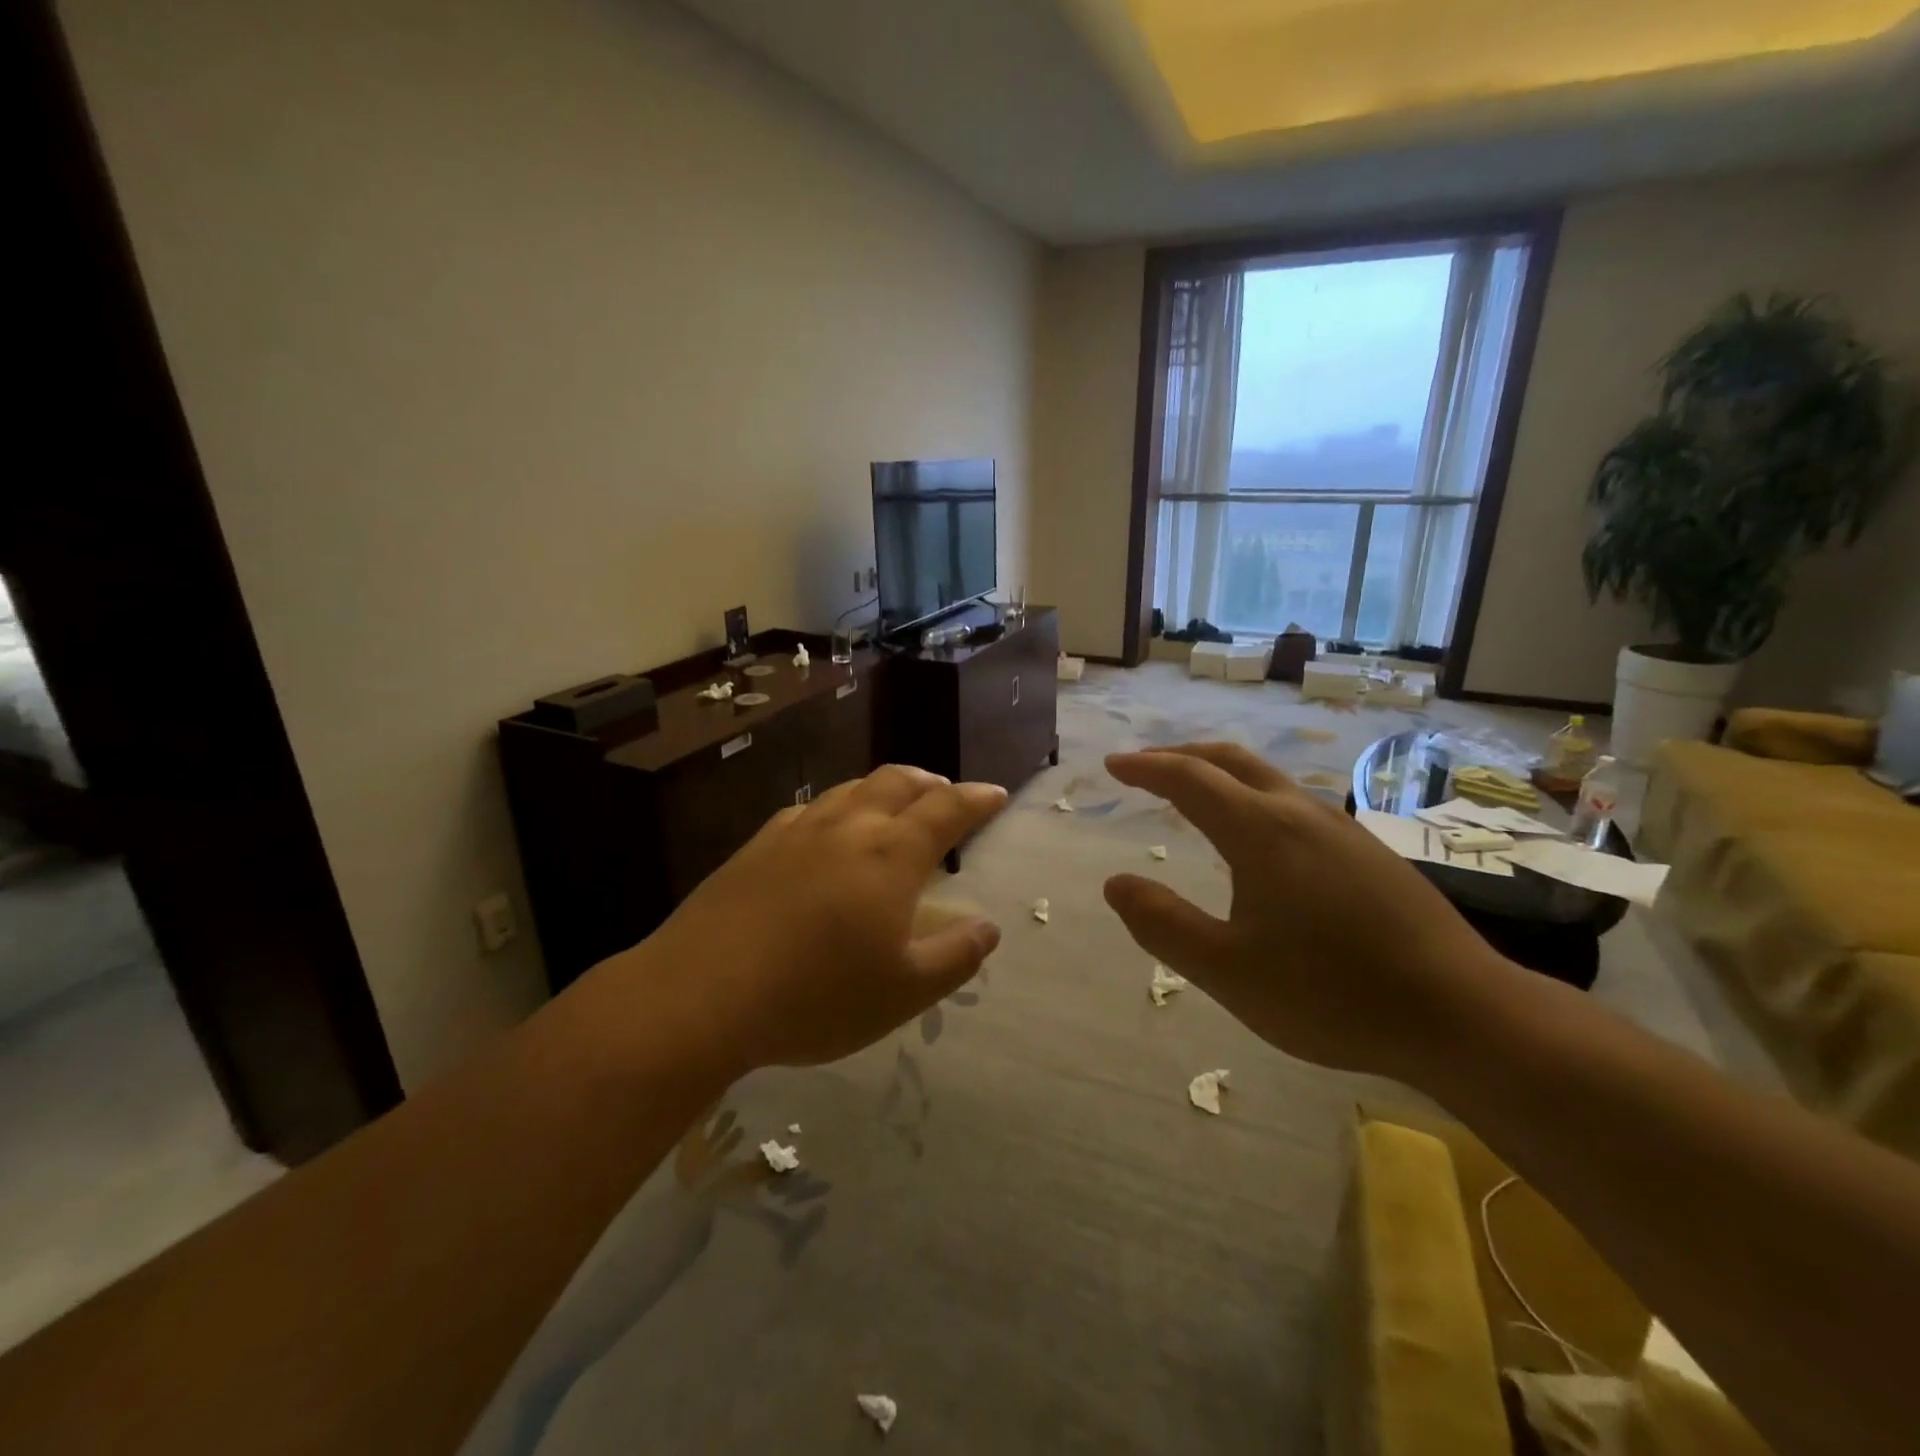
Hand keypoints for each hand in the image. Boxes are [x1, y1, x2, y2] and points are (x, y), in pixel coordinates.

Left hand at [642, 765, 1007, 1071]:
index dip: (976, 799)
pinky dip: (838, 807)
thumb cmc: (816, 997)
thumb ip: (955, 956)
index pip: (947, 809)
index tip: (996, 794)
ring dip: (884, 788)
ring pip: (852, 789)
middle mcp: (848, 827)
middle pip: (898, 782)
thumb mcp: (903, 992)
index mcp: (892, 855)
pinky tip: (828, 828)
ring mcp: (797, 831)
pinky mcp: (757, 846)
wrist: (701, 994)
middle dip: (931, 783)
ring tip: (895, 805)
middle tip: (947, 795)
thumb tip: (988, 928)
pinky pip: (809, 809)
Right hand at [1103, 744, 1514, 1079]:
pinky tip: (1257, 837)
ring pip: (1266, 778)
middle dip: (1181, 756)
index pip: (1188, 779)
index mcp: (1260, 832)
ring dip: (1219, 774)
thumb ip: (1163, 925)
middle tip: (1146, 767)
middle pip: (1230, 760)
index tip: (1114, 764)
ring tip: (1193, 795)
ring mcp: (1340, 828)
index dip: (1146, 767)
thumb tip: (1115, 883)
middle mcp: (1299, 813)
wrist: (1462, 1014)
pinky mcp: (1367, 851)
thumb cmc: (1330, 993)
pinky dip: (1252, 797)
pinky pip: (1293, 802)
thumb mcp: (1227, 970)